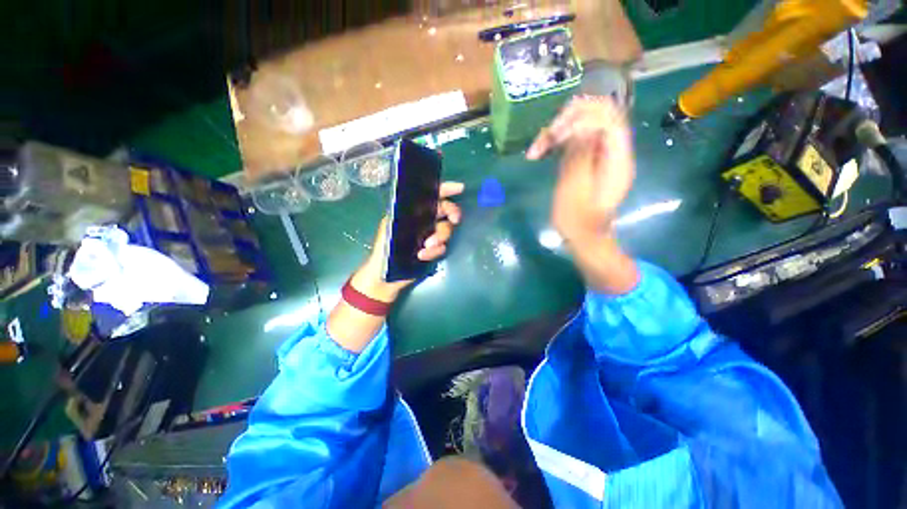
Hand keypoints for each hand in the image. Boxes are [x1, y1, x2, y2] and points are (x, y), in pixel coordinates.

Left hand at [351, 181, 464, 301]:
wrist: (388, 274)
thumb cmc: (385, 247)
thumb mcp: (392, 225)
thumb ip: (408, 213)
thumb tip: (428, 204)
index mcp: (414, 211)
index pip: (432, 195)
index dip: (446, 189)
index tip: (459, 188)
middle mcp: (425, 220)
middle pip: (446, 210)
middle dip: (452, 213)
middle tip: (454, 219)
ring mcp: (431, 235)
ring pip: (446, 229)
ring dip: (440, 237)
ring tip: (426, 246)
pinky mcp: (435, 250)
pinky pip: (442, 247)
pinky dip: (434, 252)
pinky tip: (422, 256)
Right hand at [526, 96, 633, 242]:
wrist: (584, 237)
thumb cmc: (578, 219)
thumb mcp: (576, 188)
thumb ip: (581, 154)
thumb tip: (581, 124)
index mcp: (617, 158)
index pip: (608, 117)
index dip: (580, 118)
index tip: (555, 138)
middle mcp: (615, 150)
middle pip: (599, 113)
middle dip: (569, 120)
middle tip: (546, 139)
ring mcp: (602, 154)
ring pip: (585, 123)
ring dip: (559, 130)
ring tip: (537, 149)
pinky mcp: (589, 159)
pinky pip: (577, 139)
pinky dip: (559, 141)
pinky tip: (543, 151)